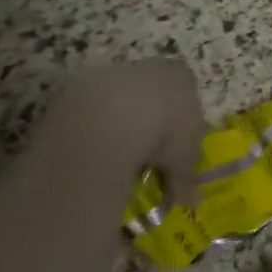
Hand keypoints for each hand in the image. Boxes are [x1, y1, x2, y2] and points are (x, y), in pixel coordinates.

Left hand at [38, 59, 206, 189]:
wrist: (109, 120)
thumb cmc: (163, 131)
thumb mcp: (184, 157)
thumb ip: (188, 176)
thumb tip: (193, 202)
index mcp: (182, 77)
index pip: (188, 93)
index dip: (184, 120)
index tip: (176, 146)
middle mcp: (149, 68)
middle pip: (153, 93)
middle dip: (150, 119)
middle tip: (146, 153)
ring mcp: (112, 73)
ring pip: (120, 99)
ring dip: (119, 123)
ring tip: (116, 156)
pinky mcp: (78, 86)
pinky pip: (91, 109)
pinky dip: (92, 128)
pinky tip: (91, 150)